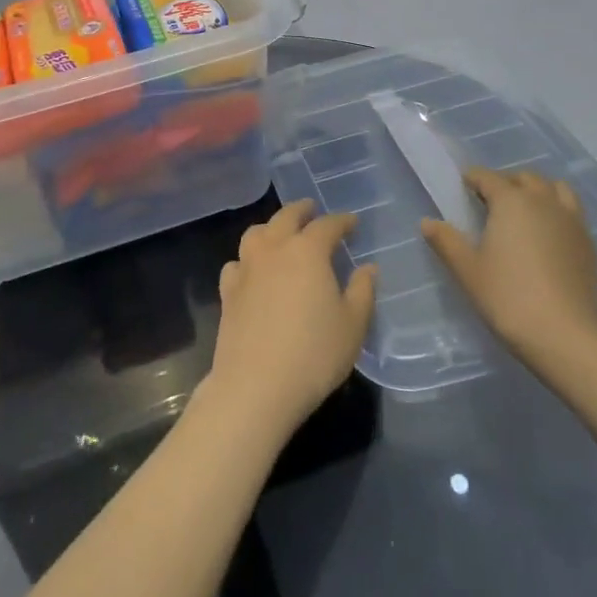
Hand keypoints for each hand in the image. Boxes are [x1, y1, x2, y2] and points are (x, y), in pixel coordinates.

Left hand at [204, 201, 375, 444]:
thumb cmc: (313, 354)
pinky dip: (247, 259)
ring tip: (281, 234)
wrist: (255, 386)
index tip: (353, 223)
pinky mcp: (228, 291)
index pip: (327, 225)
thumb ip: (362, 291)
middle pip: (286, 217)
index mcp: (308, 251)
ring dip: (271, 227)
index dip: (342, 221)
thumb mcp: (352, 326)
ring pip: (256, 233)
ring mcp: (246, 268)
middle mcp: (274, 249)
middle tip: (312, 209)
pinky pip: (237, 263)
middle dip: (302, 210)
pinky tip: (252, 271)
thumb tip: (368, 268)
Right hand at [422, 168, 596, 368]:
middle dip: (506, 182)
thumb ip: (446, 241)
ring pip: (555, 189)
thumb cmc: (509, 298)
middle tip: (490, 202)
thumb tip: (427, 222)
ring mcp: (572, 221)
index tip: (462, 187)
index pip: (487, 177)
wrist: (568, 337)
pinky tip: (548, 237)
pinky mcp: (589, 244)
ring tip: (524, 213)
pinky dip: (557, 212)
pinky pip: (572, 212)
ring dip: (538, 192)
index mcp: (511, 201)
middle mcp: (544, 202)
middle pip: (525, 178)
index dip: (472, 178)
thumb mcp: (468, 271)